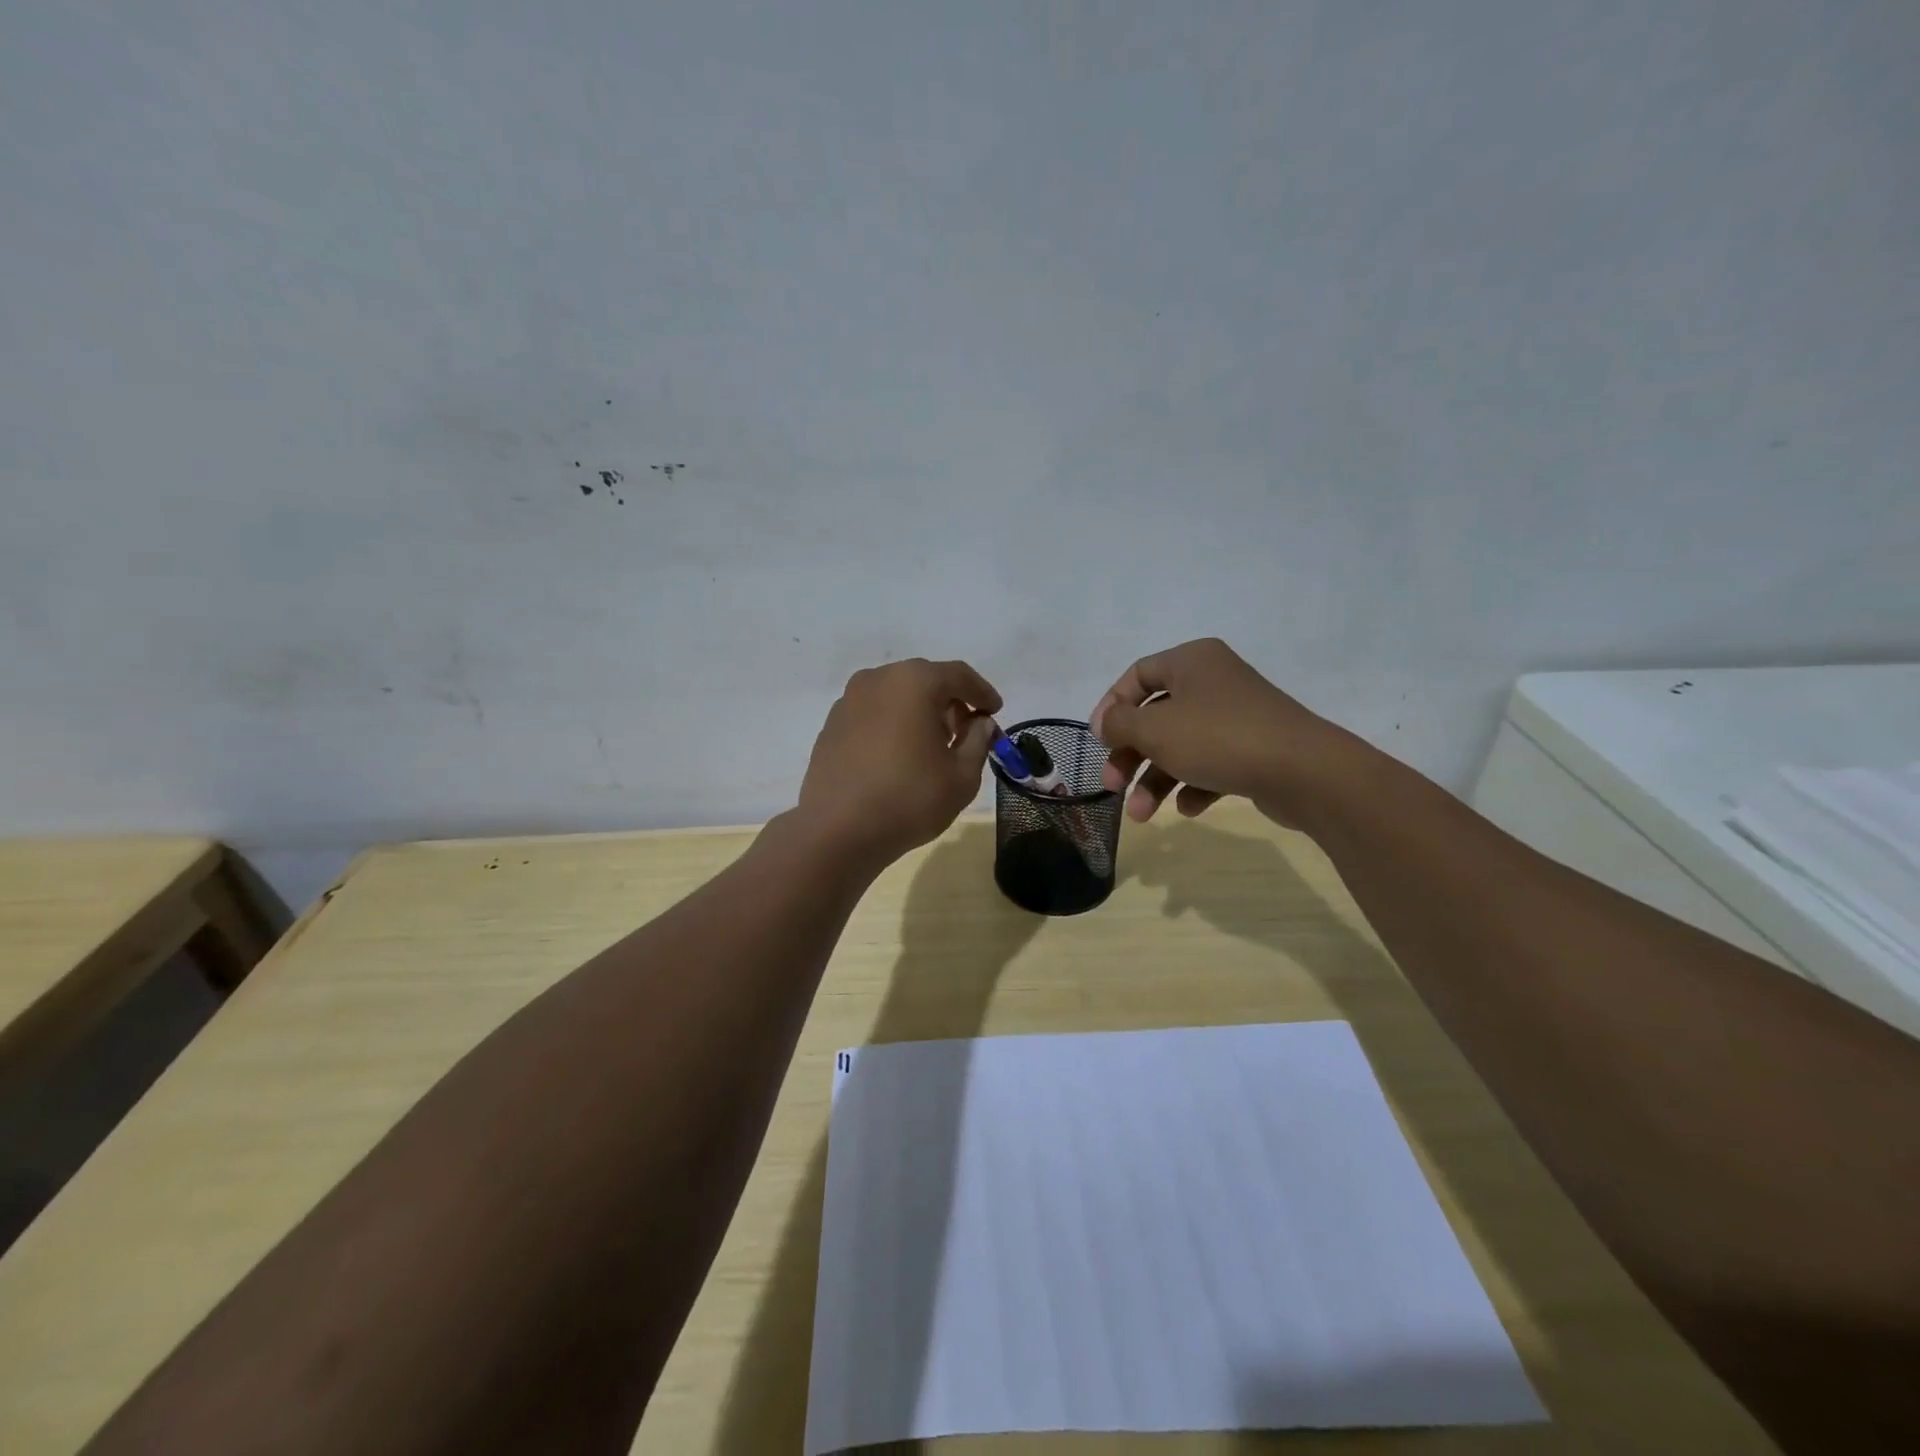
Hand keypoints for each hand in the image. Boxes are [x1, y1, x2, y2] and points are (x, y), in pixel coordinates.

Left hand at [796, 658, 1001, 868]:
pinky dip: (893, 724)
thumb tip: (980, 723)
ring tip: (933, 746)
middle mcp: (878, 679)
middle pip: (925, 680)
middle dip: (950, 702)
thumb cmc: (909, 799)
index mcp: (914, 682)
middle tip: (966, 732)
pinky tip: (899, 755)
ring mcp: (849, 700)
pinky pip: (873, 713)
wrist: (838, 830)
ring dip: (920, 712)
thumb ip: (979, 741)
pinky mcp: (832, 724)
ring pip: (896, 696)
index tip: (995, 711)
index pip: (959, 675)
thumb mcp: (962, 776)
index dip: (982, 693)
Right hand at [1090, 638, 1356, 826]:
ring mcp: (1236, 717)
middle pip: (1155, 717)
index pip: (1137, 675)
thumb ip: (1119, 723)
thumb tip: (1105, 722)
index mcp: (1191, 661)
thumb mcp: (1155, 729)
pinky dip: (1193, 785)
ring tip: (1143, 815)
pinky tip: (1189, 808)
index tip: (1099, 742)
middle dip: (1130, 756)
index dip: (1111, 707)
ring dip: (1155, 780)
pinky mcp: (1254, 749)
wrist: (1304, 772)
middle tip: (1112, 787)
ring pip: (1180, 745)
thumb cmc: (1218, 738)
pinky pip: (1211, 764)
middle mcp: (1213, 682)